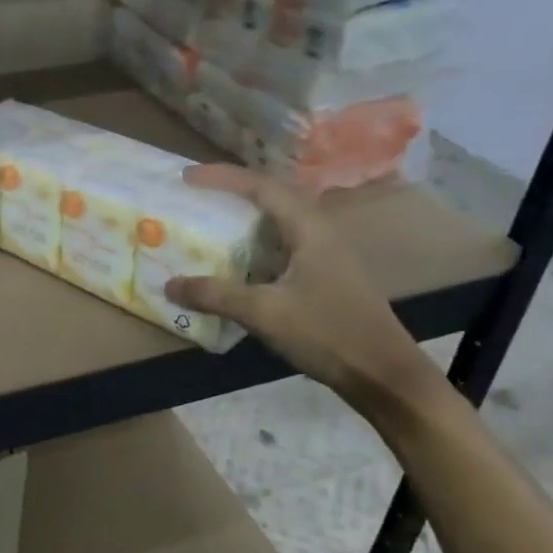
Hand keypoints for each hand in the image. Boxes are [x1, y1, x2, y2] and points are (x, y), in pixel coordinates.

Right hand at [164, 164, 443, 415]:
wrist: (383, 375)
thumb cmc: (328, 333)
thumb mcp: (265, 313)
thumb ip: (216, 295)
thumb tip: (169, 285)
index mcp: (309, 228)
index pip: (261, 186)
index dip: (222, 177)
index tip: (186, 177)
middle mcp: (318, 232)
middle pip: (271, 197)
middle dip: (231, 191)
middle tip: (195, 194)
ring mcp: (324, 255)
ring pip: (277, 222)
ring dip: (243, 218)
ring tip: (209, 221)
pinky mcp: (323, 277)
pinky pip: (280, 246)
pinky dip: (252, 245)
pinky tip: (234, 262)